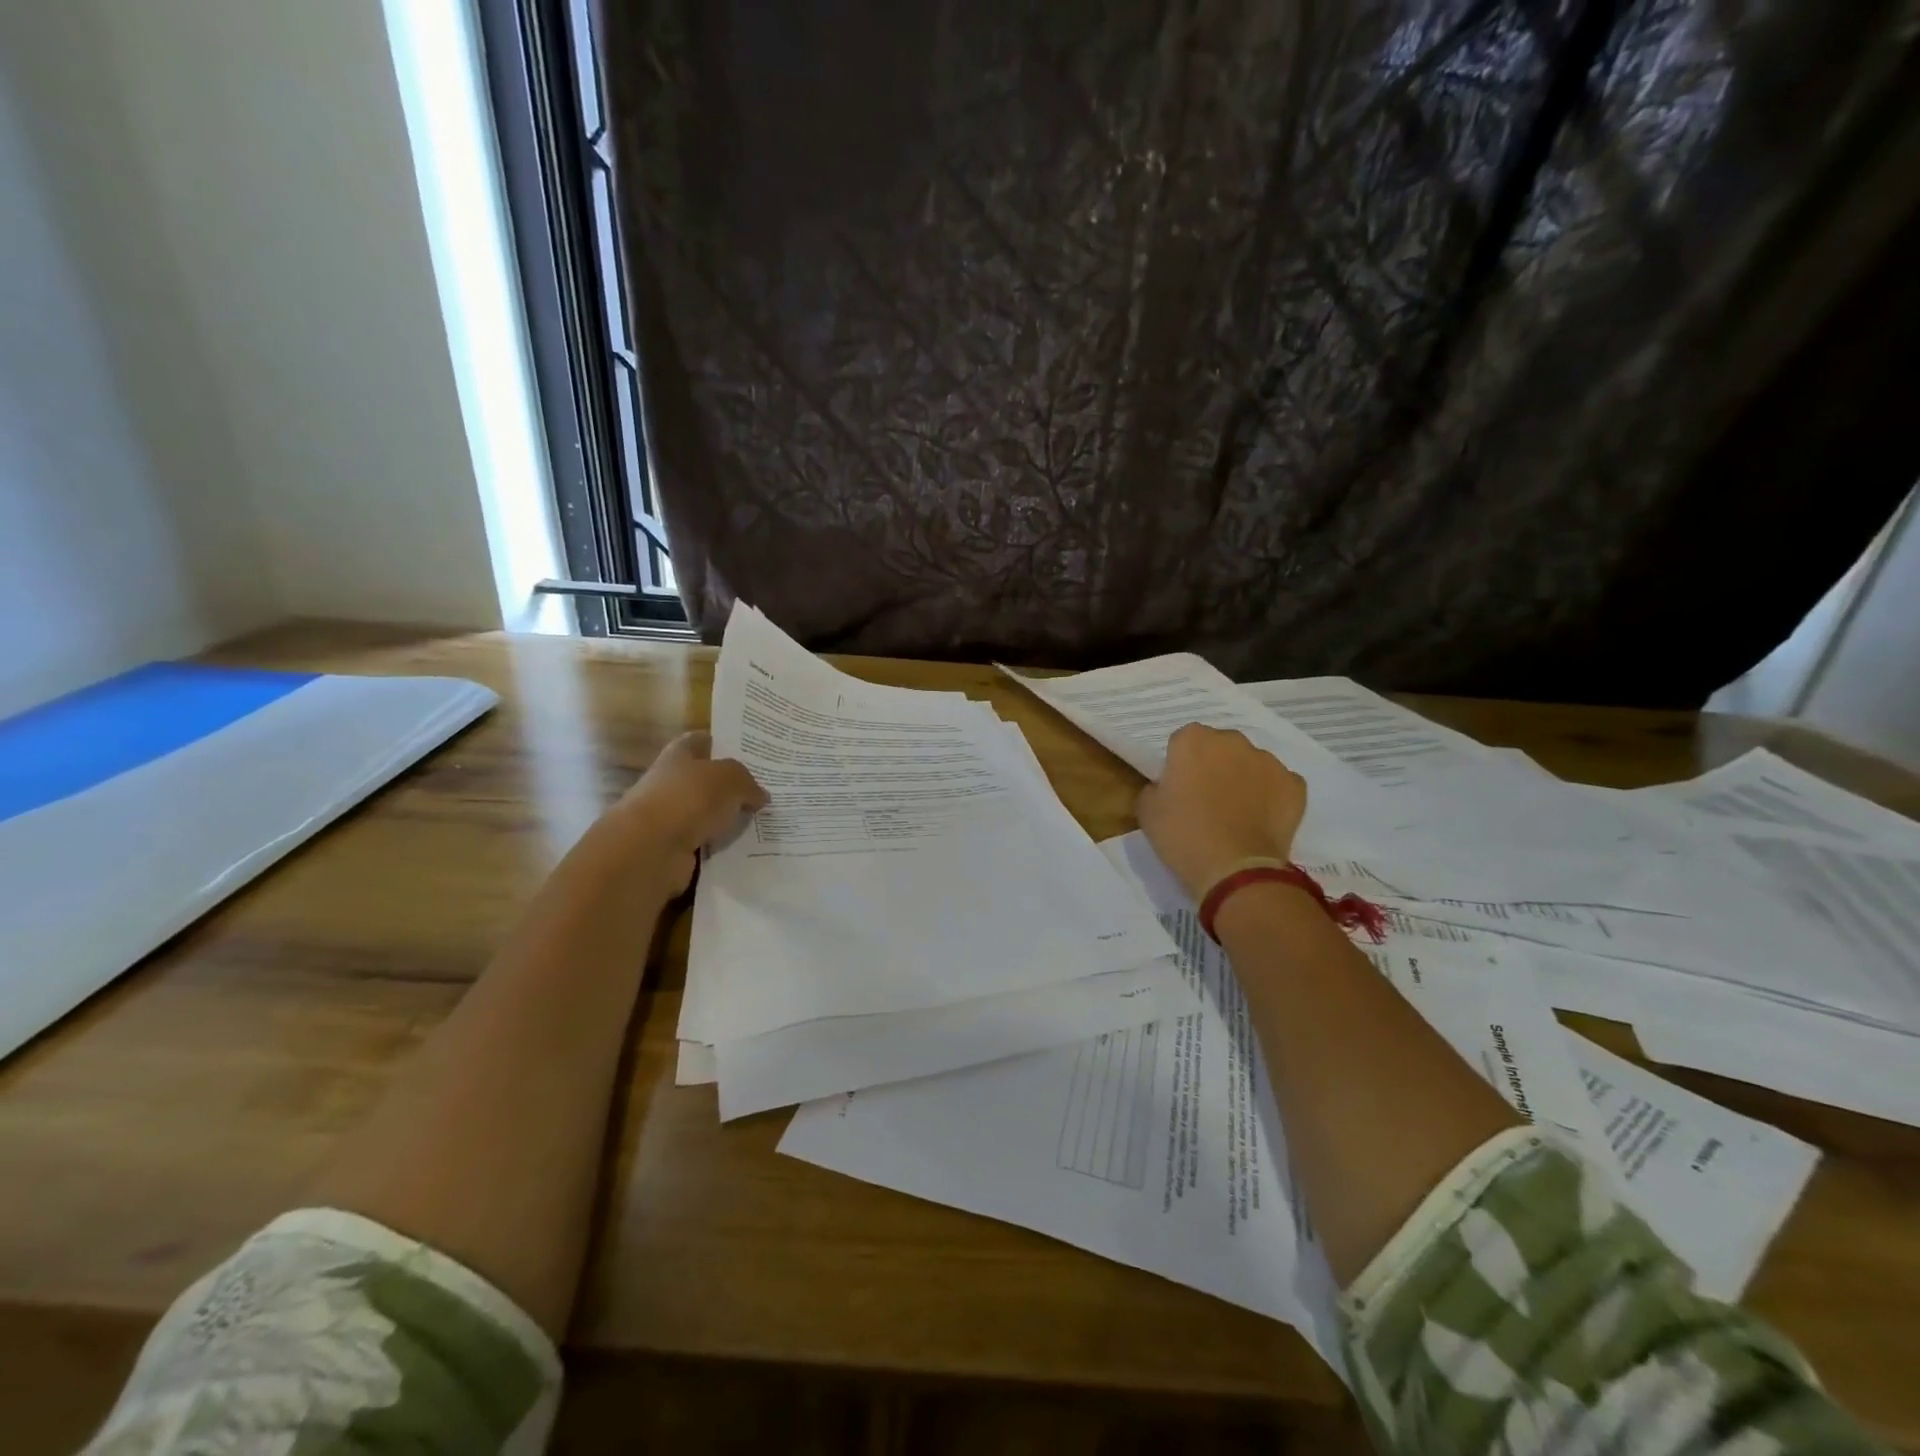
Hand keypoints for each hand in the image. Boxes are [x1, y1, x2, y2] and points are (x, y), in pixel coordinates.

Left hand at [604, 731, 767, 894]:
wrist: (651, 849)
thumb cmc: (689, 799)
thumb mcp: (731, 779)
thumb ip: (748, 783)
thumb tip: (760, 796)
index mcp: (680, 754)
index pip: (703, 741)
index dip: (725, 745)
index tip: (752, 755)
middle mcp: (672, 782)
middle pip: (707, 780)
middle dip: (733, 787)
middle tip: (766, 793)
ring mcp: (671, 817)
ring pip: (709, 814)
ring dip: (729, 820)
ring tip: (765, 823)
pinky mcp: (674, 848)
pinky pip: (707, 844)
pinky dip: (723, 846)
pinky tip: (748, 848)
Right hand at [1136, 724, 1306, 901]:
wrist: (1234, 869)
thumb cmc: (1182, 835)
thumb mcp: (1147, 810)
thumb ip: (1155, 786)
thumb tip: (1167, 786)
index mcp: (1192, 740)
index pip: (1182, 742)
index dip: (1180, 765)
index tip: (1179, 788)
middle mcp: (1232, 740)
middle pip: (1220, 746)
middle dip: (1214, 765)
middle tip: (1207, 799)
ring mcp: (1268, 761)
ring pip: (1251, 763)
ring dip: (1244, 778)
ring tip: (1237, 813)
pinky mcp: (1294, 784)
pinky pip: (1278, 784)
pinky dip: (1271, 797)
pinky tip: (1260, 821)